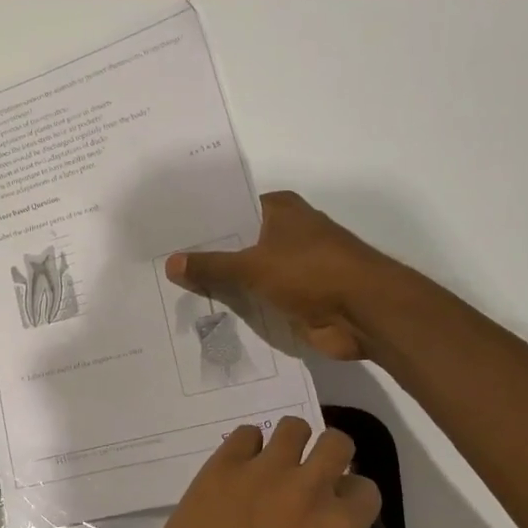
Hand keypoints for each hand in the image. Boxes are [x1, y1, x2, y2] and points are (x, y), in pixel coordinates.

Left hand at [120, 418, 382, 527]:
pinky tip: (237, 466)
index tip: (334, 498)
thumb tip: (316, 522)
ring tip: (272, 461)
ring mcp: (266, 471)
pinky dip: (245, 447)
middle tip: (308, 467)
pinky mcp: (225, 463)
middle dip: (328, 453)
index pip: (365, 489)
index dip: (349, 492)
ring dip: (288, 442)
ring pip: (293, 427)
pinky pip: (246, 433)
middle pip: (337, 443)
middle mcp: (309, 491)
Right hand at [165, 191, 387, 359]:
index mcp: (280, 211)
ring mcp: (292, 269)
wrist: (365, 313)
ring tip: (174, 293)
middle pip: (237, 244)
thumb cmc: (311, 272)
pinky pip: (257, 301)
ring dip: (221, 286)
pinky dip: (239, 309)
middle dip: (206, 258)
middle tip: (161, 266)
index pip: (231, 211)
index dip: (202, 223)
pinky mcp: (295, 299)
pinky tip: (204, 316)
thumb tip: (171, 263)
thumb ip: (211, 266)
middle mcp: (286, 234)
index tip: (168, 234)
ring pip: (246, 276)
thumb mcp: (253, 266)